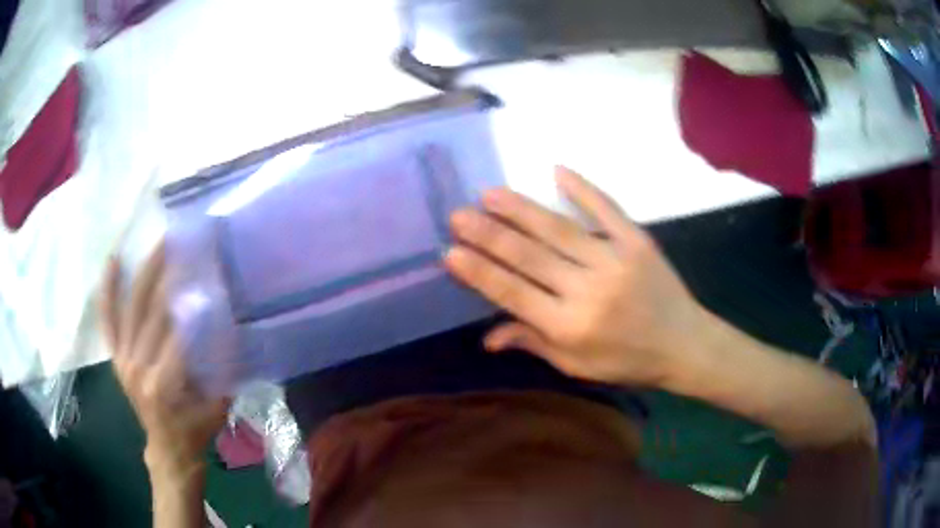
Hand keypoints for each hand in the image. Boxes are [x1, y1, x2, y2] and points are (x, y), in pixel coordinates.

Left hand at [99, 242, 228, 478]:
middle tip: (185, 242)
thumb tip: (226, 320)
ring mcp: (123, 360)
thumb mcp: (218, 402)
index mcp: (164, 384)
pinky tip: (112, 261)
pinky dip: (108, 290)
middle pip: (153, 312)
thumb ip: (221, 364)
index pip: (178, 331)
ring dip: (145, 272)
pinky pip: (108, 320)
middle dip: (170, 274)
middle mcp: (138, 367)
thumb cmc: (196, 428)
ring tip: (161, 243)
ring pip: (131, 307)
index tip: (207, 267)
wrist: (168, 449)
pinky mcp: (116, 357)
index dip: (193, 298)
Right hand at [445, 167, 707, 386]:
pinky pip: (607, 210)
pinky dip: (583, 189)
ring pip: (558, 230)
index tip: (451, 252)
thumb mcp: (578, 365)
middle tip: (459, 214)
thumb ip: (534, 344)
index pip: (513, 294)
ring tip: (490, 194)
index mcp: (569, 327)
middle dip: (489, 235)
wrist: (685, 344)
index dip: (479, 272)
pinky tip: (557, 170)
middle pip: (529, 257)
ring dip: (521, 210)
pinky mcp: (637, 241)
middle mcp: (587, 291)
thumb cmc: (628, 361)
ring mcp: (614, 261)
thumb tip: (487, 337)